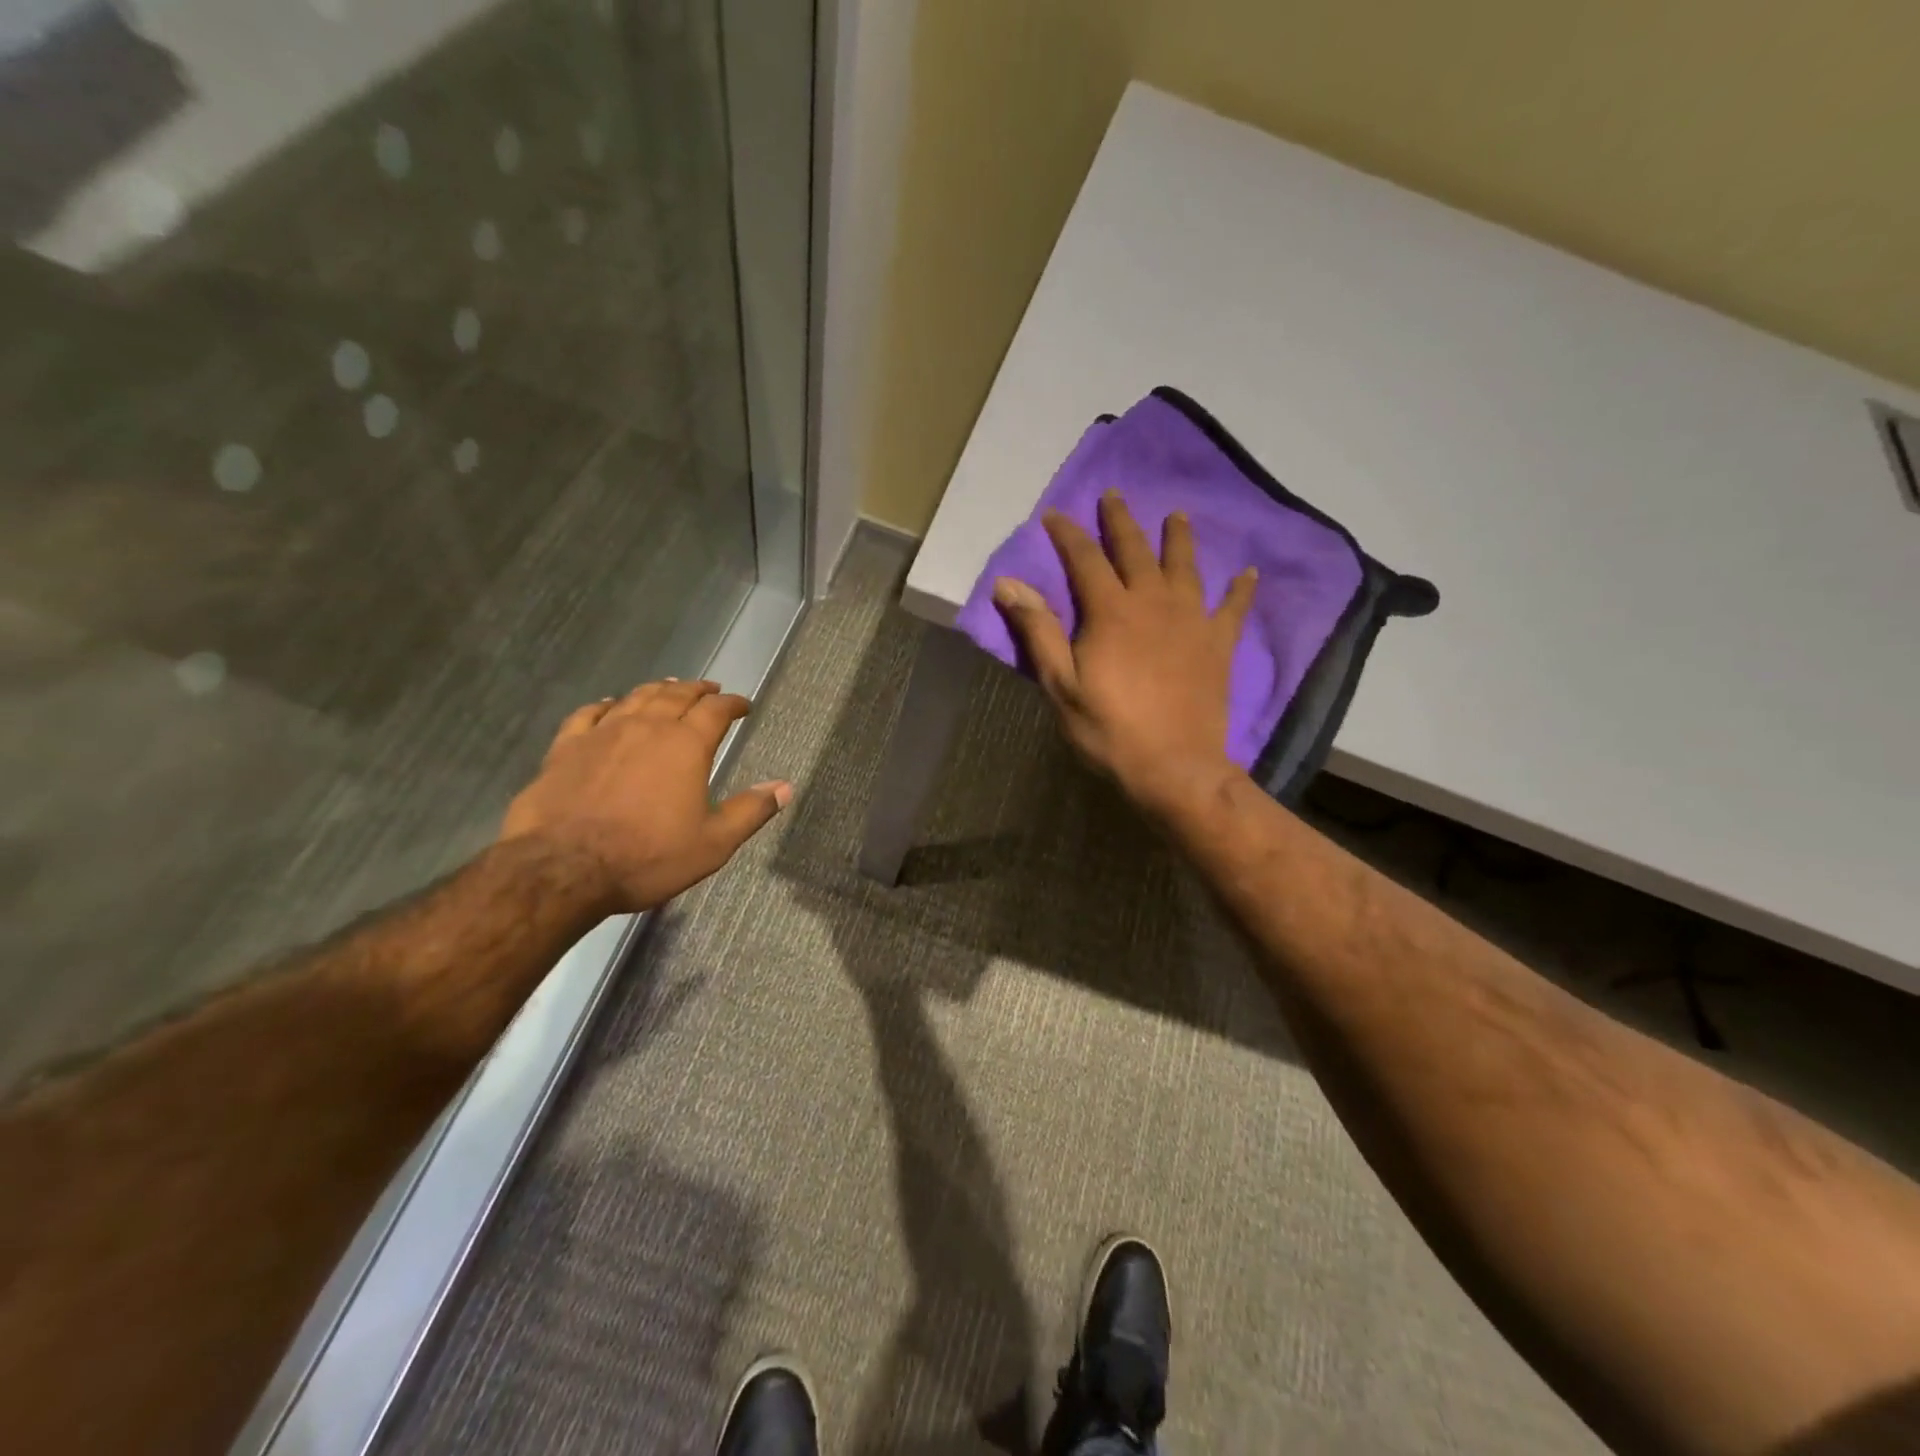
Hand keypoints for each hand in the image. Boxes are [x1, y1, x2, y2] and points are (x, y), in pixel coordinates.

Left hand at [500, 679, 790, 912]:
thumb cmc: (647, 857)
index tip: (743, 705)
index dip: (733, 704)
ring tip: (669, 687)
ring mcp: (603, 733)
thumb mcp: (713, 843)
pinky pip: (588, 714)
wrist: (563, 868)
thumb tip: (785, 787)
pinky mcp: (566, 747)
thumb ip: (750, 811)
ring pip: (635, 698)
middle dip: (697, 690)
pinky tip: (607, 705)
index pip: (716, 711)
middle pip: (676, 695)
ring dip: (657, 690)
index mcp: (687, 746)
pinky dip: (605, 705)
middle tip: (710, 689)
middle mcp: (647, 727)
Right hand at [993, 492, 1255, 822]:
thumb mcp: (1061, 685)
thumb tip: (1008, 583)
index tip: (1055, 515)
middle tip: (1114, 495)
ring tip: (1177, 515)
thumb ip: (1038, 631)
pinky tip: (1248, 572)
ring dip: (1179, 538)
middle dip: (1121, 521)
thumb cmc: (1109, 730)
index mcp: (1111, 612)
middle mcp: (1153, 603)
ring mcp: (1191, 621)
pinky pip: (1232, 608)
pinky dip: (1240, 589)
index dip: (1068, 534)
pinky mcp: (1217, 645)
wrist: (1175, 767)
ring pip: (1185, 567)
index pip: (1085, 559)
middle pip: (1136, 551)